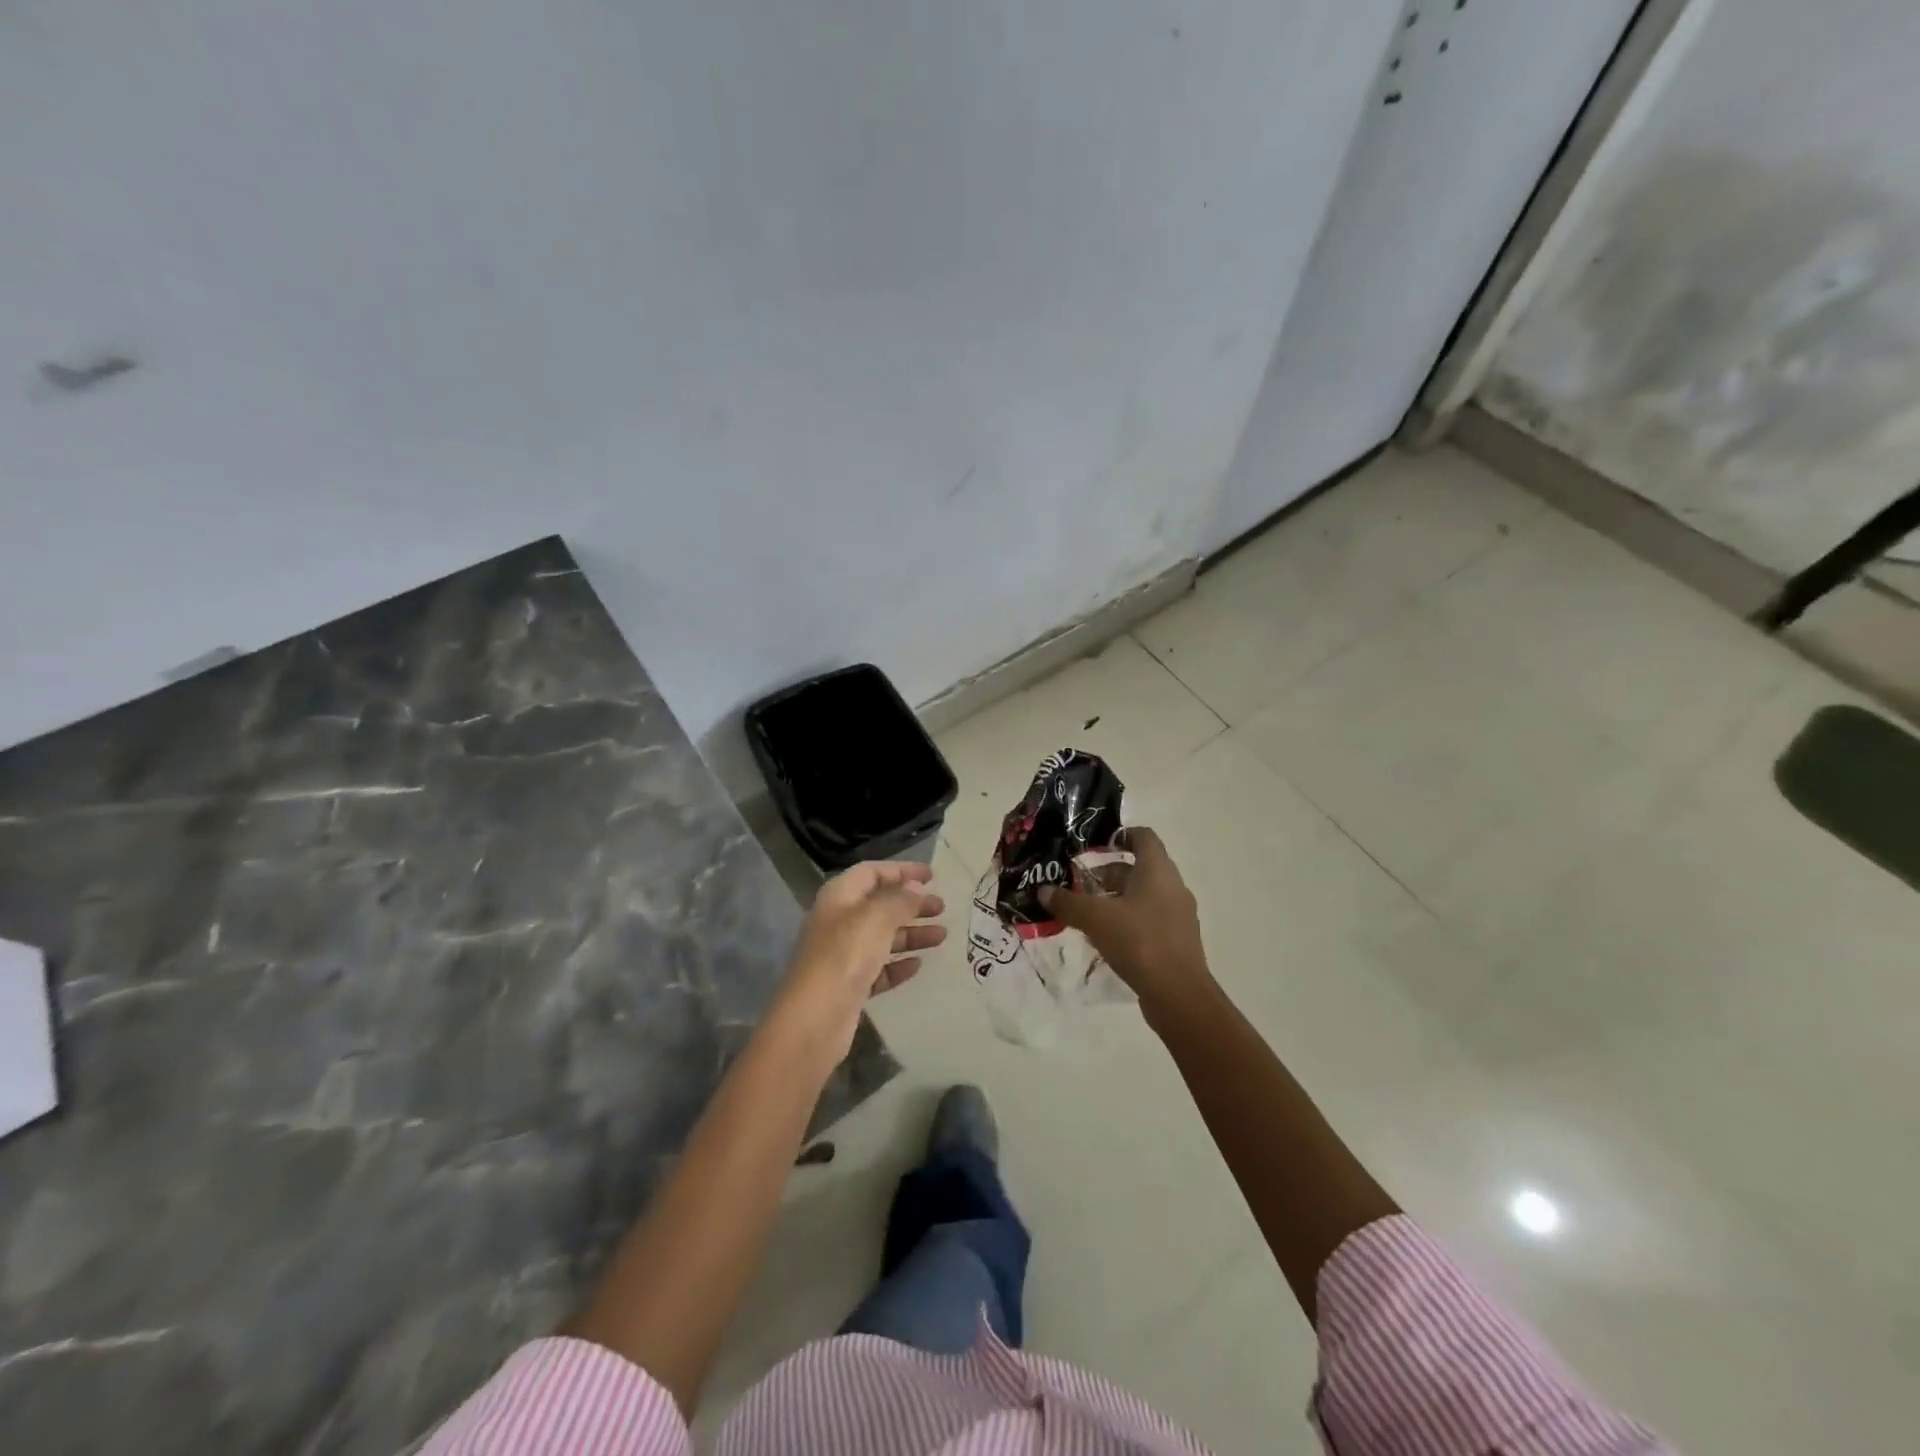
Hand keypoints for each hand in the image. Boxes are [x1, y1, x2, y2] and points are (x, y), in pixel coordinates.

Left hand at [774, 861, 945, 1057]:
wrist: (814, 1019)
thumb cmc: (845, 955)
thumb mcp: (877, 918)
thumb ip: (900, 899)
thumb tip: (915, 888)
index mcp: (839, 896)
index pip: (872, 872)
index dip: (902, 871)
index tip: (932, 876)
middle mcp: (838, 921)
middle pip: (879, 905)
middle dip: (911, 904)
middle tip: (941, 907)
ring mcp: (842, 955)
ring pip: (882, 937)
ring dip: (911, 934)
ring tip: (942, 937)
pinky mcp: (849, 986)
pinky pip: (878, 969)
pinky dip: (898, 965)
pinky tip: (917, 966)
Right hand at [1039, 827, 1212, 1018]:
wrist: (1178, 995)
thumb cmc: (1139, 941)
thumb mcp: (1096, 918)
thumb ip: (1068, 902)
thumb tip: (1043, 890)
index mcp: (1158, 871)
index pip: (1143, 836)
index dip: (1120, 835)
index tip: (1094, 846)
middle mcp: (1173, 887)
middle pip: (1139, 869)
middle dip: (1107, 874)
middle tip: (1079, 886)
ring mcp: (1178, 916)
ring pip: (1143, 896)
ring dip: (1116, 900)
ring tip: (1087, 914)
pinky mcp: (1177, 941)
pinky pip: (1149, 920)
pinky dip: (1128, 922)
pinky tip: (1106, 939)